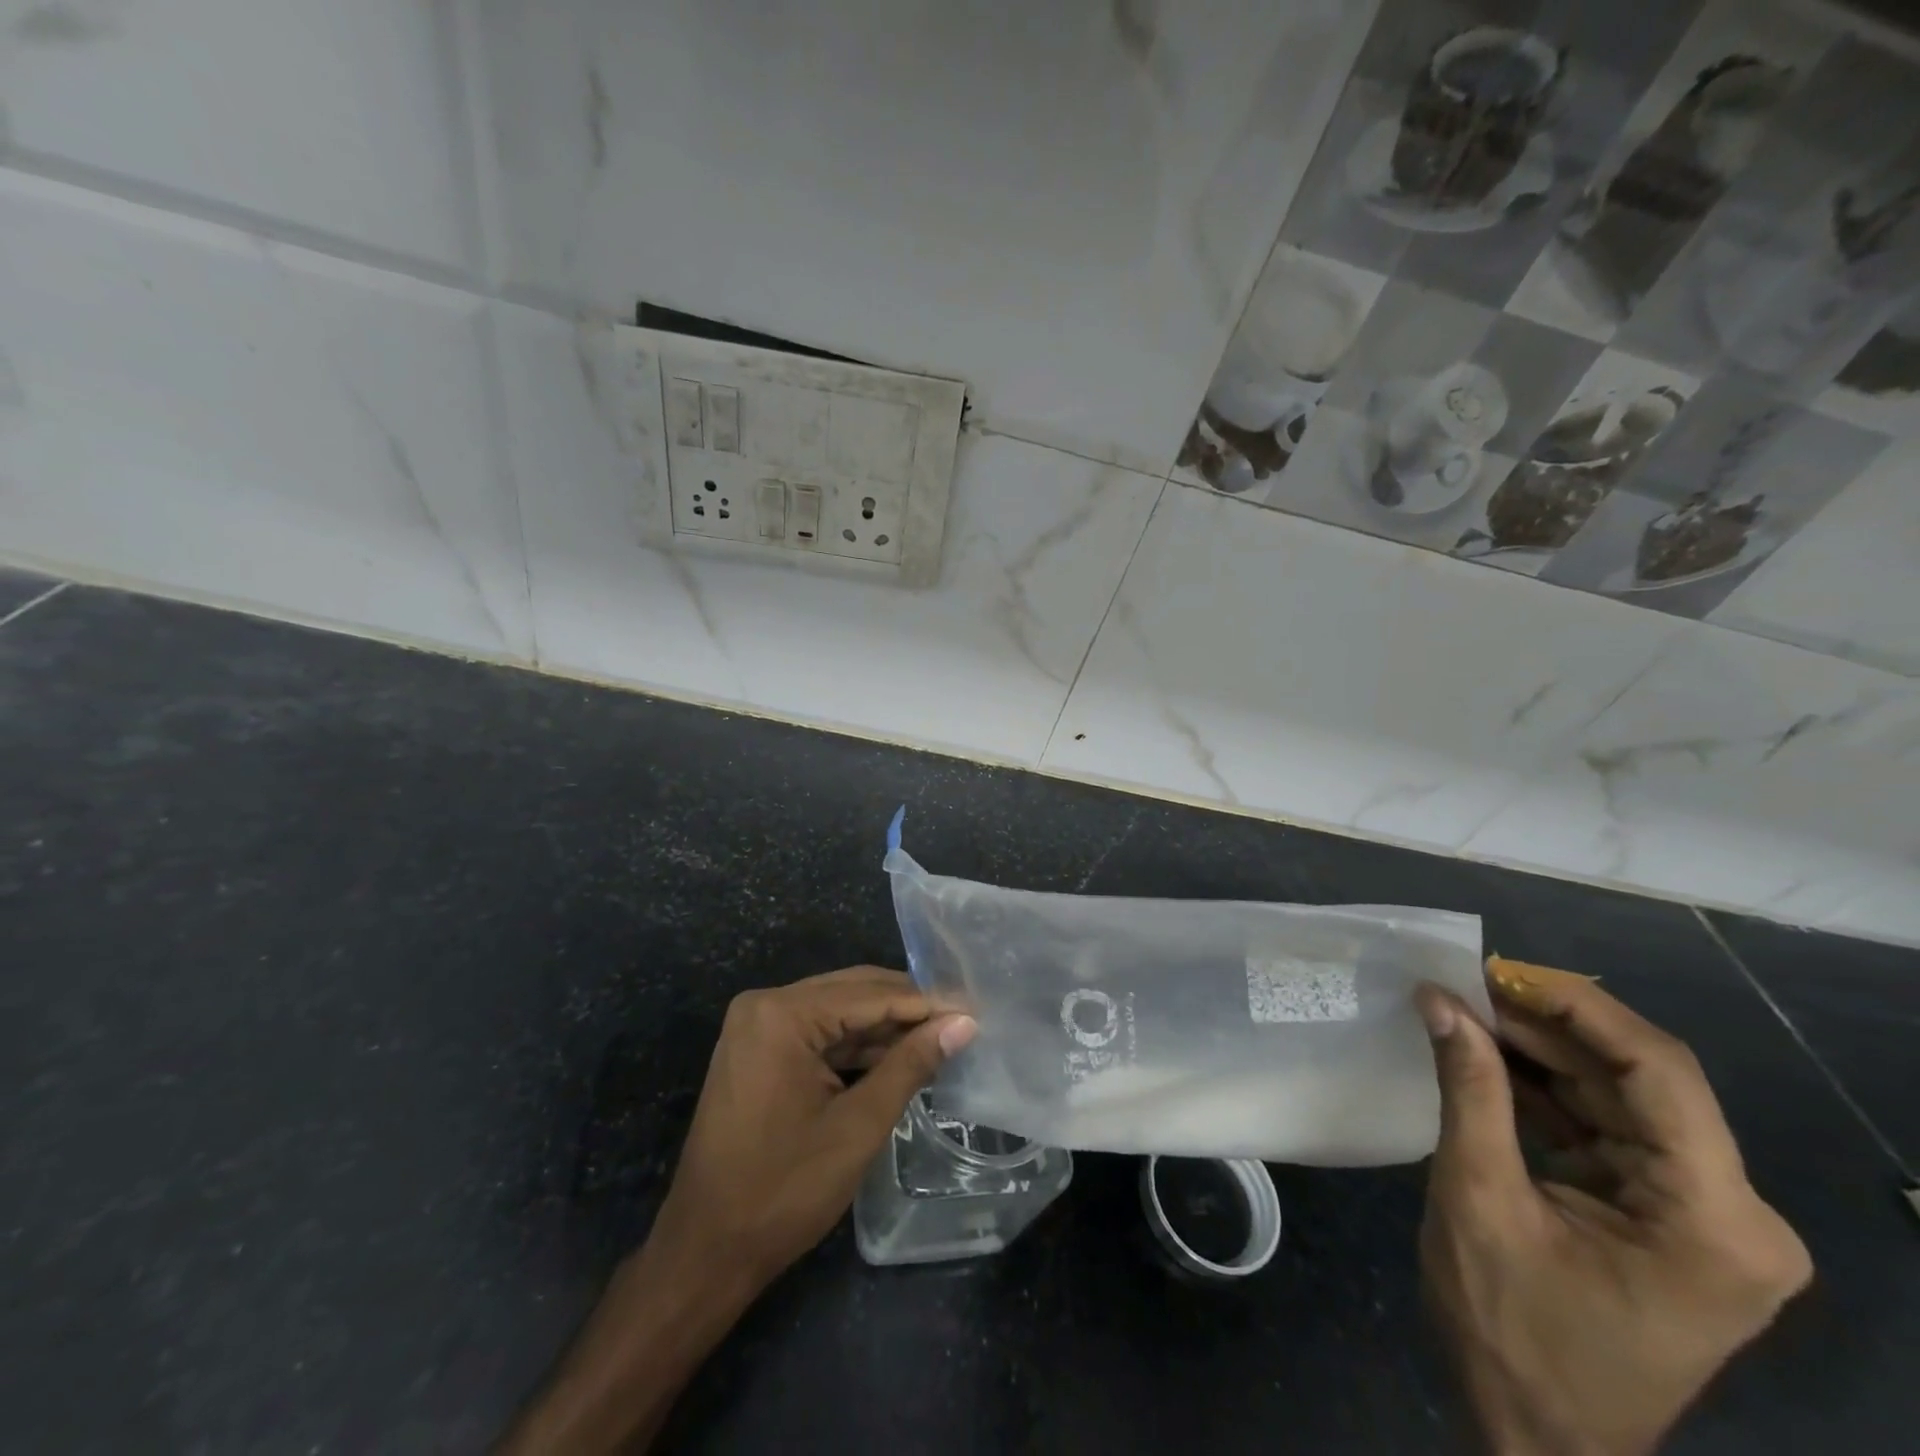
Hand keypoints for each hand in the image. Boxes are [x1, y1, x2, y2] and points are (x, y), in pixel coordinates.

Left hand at [650, 964, 976, 1290]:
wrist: (705, 1253)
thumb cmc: (783, 1190)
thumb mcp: (858, 1126)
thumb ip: (911, 1064)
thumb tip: (963, 1023)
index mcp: (782, 1014)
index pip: (869, 994)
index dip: (925, 1003)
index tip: (973, 1009)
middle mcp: (765, 1005)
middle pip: (851, 992)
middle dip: (906, 1009)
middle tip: (961, 1020)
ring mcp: (757, 1027)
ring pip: (837, 1012)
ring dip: (884, 1028)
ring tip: (940, 1038)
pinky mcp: (758, 1051)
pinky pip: (818, 1034)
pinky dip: (856, 1047)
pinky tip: (897, 1057)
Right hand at [1416, 961, 1810, 1455]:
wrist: (1538, 1437)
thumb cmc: (1512, 1328)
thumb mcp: (1479, 1198)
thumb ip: (1470, 1090)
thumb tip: (1441, 1001)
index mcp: (1715, 1220)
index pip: (1660, 1073)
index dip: (1578, 1006)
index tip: (1496, 968)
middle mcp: (1732, 1213)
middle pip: (1639, 1081)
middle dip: (1546, 1026)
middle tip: (1461, 985)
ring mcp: (1700, 1216)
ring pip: (1618, 1097)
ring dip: (1539, 1053)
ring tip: (1462, 1011)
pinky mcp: (1663, 1216)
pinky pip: (1604, 1129)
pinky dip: (1543, 1091)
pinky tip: (1486, 1059)